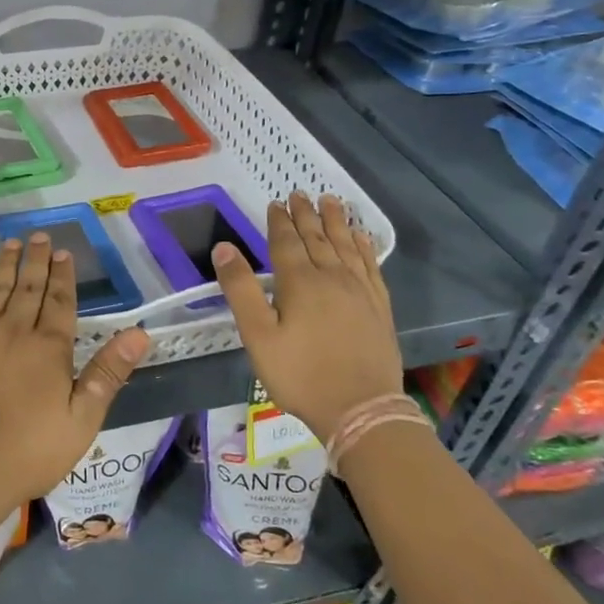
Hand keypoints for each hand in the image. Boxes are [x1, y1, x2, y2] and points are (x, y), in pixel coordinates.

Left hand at [0, 233, 151, 528]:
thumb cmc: (29, 451)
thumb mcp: (82, 420)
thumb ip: (108, 373)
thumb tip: (140, 333)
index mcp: (49, 347)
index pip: (60, 301)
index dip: (63, 276)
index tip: (64, 253)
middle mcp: (14, 330)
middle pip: (29, 287)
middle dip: (37, 260)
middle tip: (40, 235)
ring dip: (8, 264)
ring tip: (14, 243)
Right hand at [212, 191, 402, 446]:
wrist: (361, 410)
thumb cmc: (300, 375)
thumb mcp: (258, 335)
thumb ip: (240, 289)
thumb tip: (223, 247)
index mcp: (300, 283)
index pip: (286, 242)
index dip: (279, 221)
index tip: (276, 202)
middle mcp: (332, 278)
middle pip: (317, 238)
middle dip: (307, 215)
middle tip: (301, 193)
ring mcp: (360, 292)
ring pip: (346, 246)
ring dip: (337, 222)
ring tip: (332, 201)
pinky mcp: (379, 308)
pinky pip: (371, 266)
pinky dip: (365, 247)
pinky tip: (362, 238)